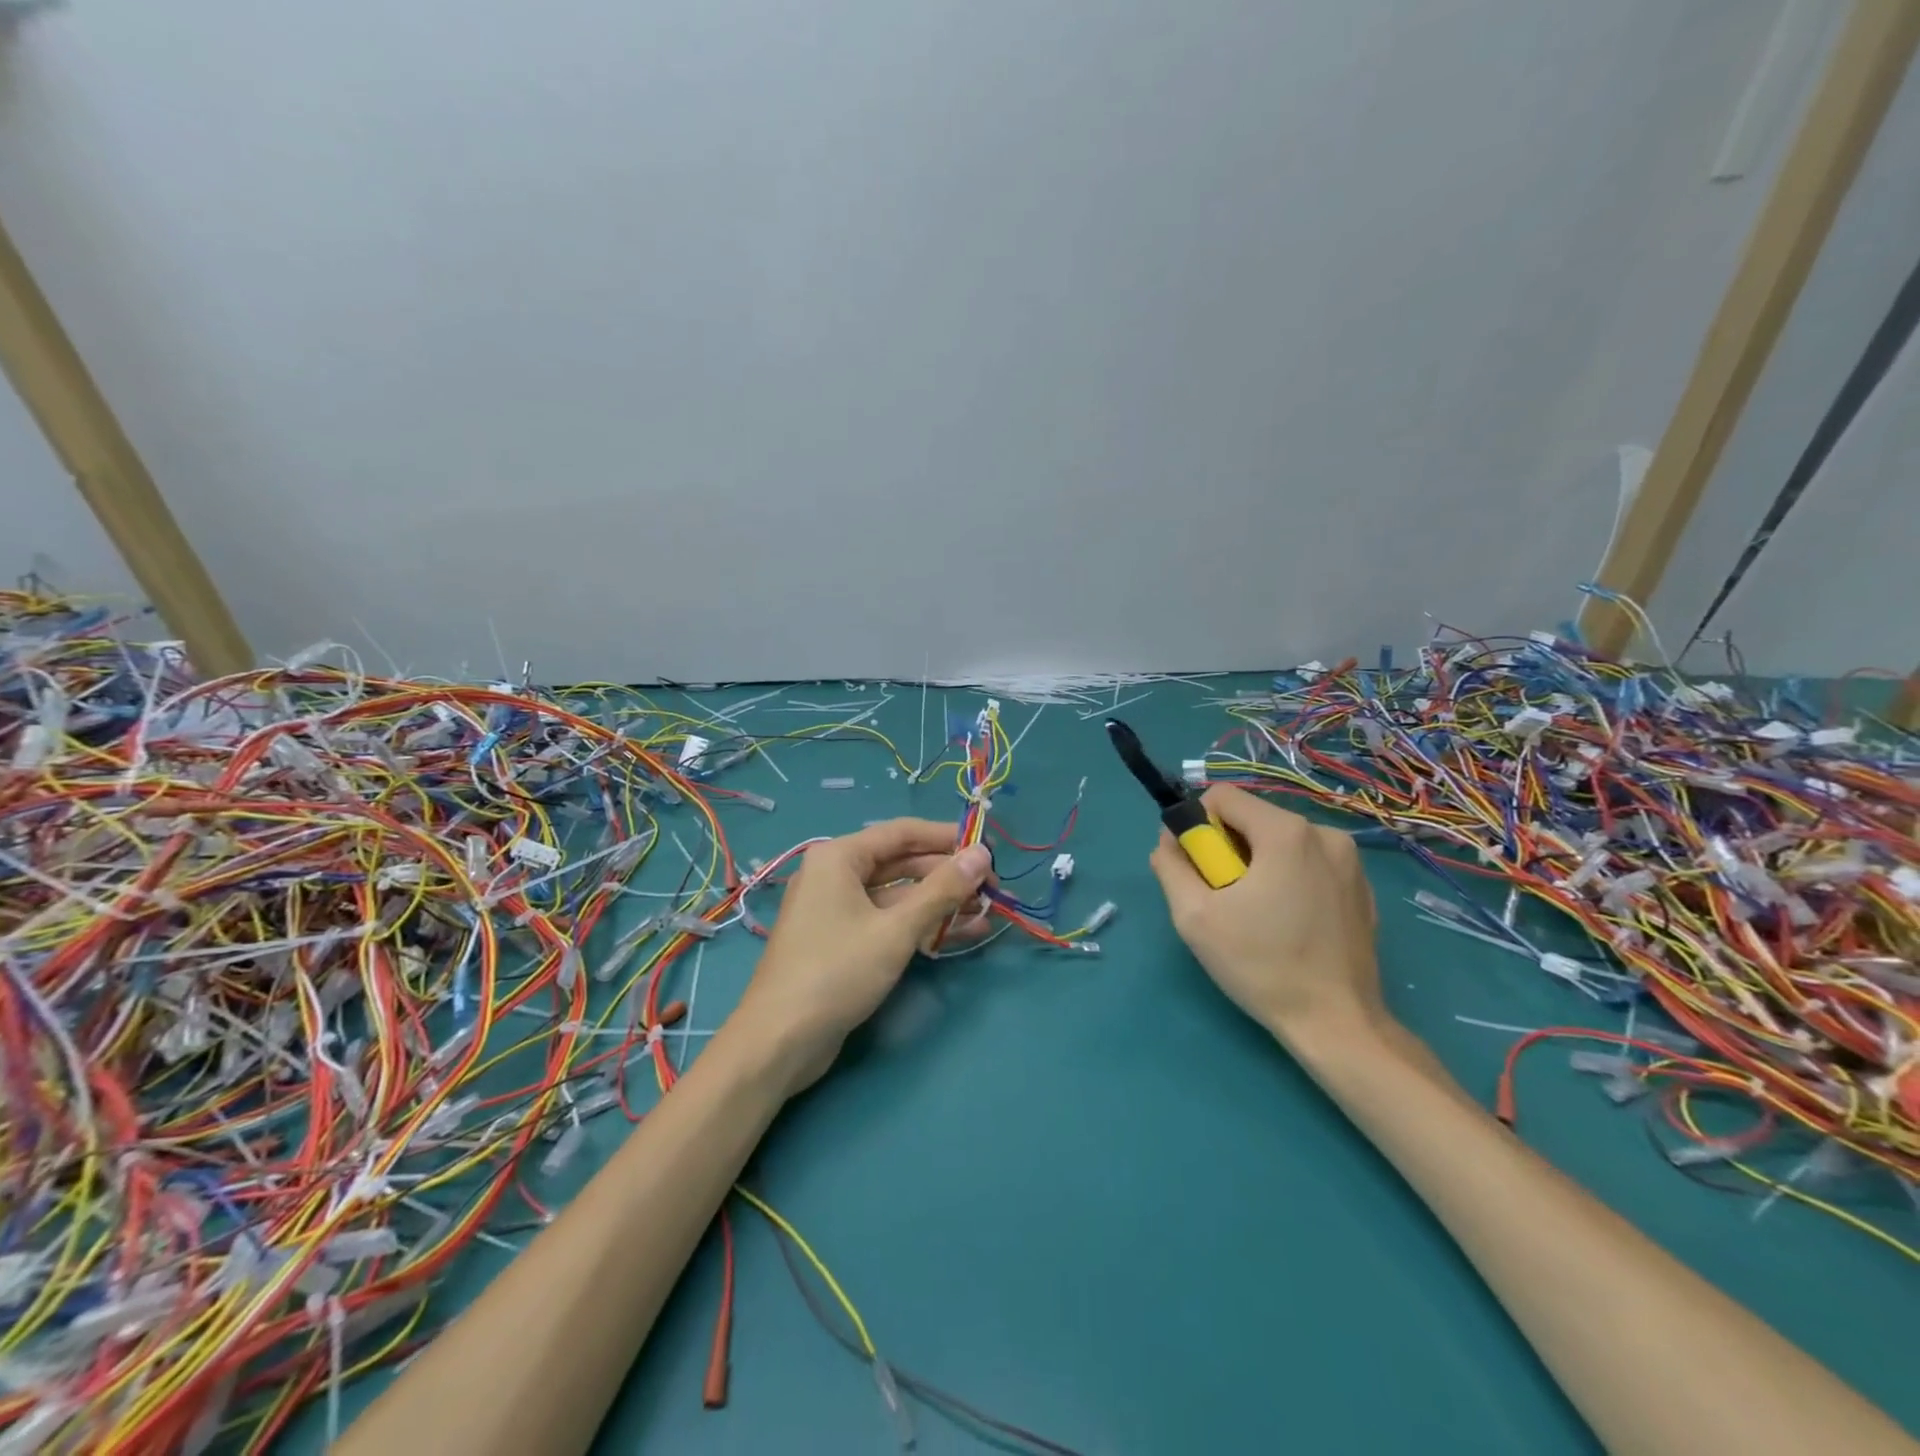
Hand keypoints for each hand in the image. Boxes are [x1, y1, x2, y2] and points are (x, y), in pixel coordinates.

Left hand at [732, 819, 993, 1095]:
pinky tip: (959, 934)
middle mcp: (835, 874)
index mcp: (839, 857)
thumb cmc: (837, 972)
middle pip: (901, 863)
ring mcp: (837, 909)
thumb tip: (982, 854)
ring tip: (986, 912)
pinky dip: (920, 925)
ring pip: (897, 895)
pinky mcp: (842, 940)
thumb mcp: (896, 929)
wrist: (779, 1041)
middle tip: (991, 887)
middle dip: (947, 875)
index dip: (947, 838)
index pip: (902, 833)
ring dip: (939, 903)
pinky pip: (887, 921)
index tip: (987, 849)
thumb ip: (942, 890)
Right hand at [1148, 784, 1382, 1046]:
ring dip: (1257, 865)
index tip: (1199, 868)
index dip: (1198, 827)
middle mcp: (1324, 833)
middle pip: (1253, 819)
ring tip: (1256, 915)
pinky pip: (1309, 863)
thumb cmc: (1260, 965)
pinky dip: (1288, 880)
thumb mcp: (1194, 916)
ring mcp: (1350, 861)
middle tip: (1224, 899)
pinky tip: (1288, 924)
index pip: (1222, 797)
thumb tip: (1168, 840)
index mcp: (1286, 832)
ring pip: (1280, 842)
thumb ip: (1171, 865)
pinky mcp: (1362, 888)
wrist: (1337, 1023)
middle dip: (1228, 849)